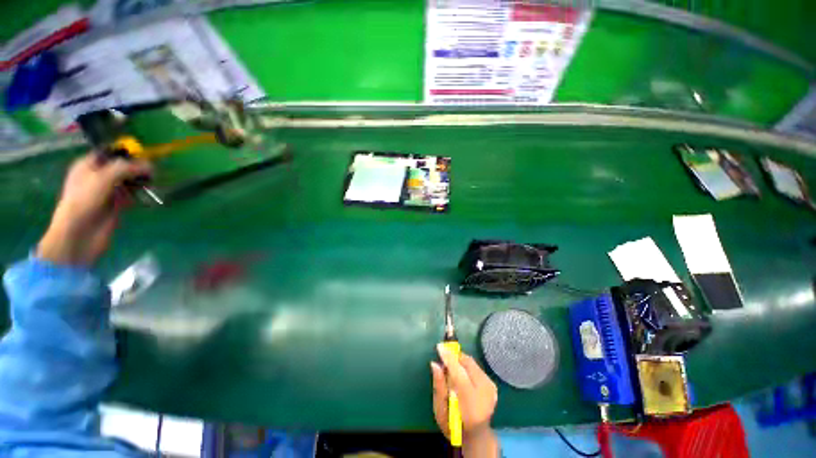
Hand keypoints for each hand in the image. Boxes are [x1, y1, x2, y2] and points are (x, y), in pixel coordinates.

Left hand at [37, 153, 151, 265]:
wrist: (79, 234)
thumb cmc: (84, 201)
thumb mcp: (104, 178)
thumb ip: (126, 168)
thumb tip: (150, 165)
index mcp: (88, 166)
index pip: (109, 153)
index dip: (125, 153)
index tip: (142, 155)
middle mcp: (97, 177)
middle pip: (121, 167)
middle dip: (136, 168)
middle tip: (151, 171)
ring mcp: (107, 192)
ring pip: (129, 181)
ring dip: (140, 181)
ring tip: (153, 182)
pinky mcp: (117, 206)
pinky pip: (132, 196)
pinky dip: (141, 194)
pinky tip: (149, 193)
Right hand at [431, 344, 499, 456]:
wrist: (477, 436)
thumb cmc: (453, 426)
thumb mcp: (440, 411)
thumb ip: (438, 386)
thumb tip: (435, 363)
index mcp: (470, 405)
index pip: (459, 374)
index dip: (449, 358)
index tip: (439, 346)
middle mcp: (484, 394)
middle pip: (468, 364)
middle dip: (454, 357)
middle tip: (443, 357)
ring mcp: (491, 389)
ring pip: (472, 363)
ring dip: (460, 360)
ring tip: (451, 367)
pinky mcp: (492, 384)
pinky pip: (476, 367)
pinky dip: (466, 365)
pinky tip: (460, 373)